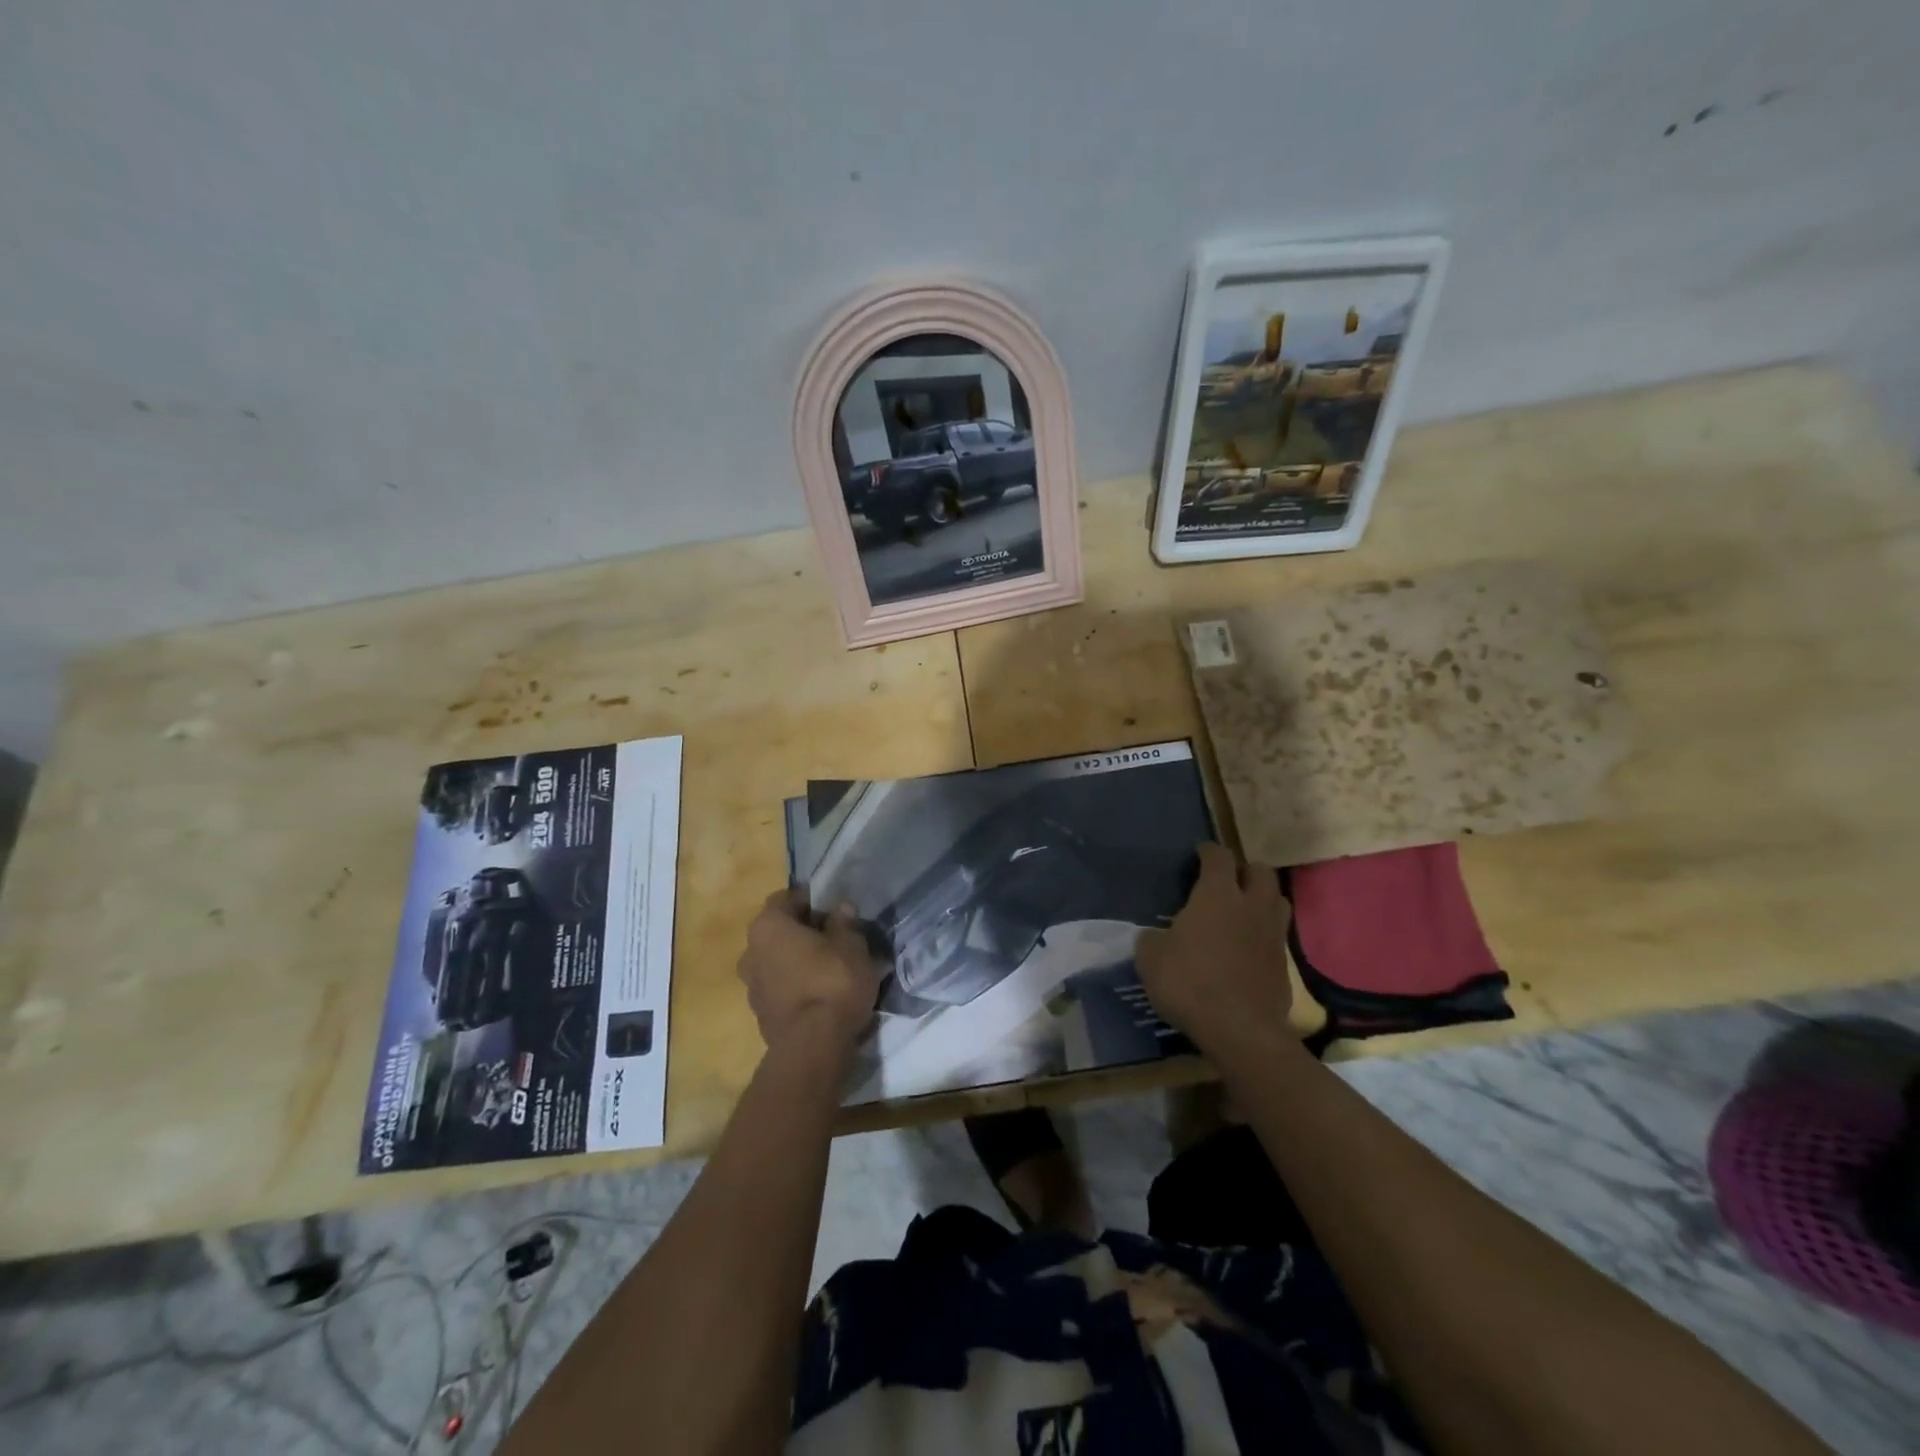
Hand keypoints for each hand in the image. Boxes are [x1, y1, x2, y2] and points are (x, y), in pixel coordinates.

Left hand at [738, 889, 881, 1055]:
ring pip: (777, 961)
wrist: (813, 1046)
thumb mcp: (852, 946)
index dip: (810, 900)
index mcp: (768, 926)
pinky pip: (780, 988)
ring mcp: (751, 986)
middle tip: (834, 937)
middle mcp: (750, 951)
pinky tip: (822, 993)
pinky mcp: (760, 1014)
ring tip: (831, 968)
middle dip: (803, 932)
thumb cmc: (832, 982)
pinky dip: (796, 985)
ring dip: (798, 960)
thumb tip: (841, 908)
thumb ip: (845, 923)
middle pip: (778, 932)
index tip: (832, 908)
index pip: (785, 899)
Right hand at [1136, 842, 1292, 1062]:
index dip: (1209, 852)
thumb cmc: (1189, 982)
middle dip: (1246, 870)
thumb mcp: (1151, 958)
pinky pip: (1277, 936)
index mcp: (1218, 894)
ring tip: (1244, 911)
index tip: (1200, 854)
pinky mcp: (1285, 965)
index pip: (1219, 857)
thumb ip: (1152, 939)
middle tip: (1228, 881)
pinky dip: (1264, 935)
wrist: (1240, 1030)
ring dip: (1263, 899)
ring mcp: (1273, 935)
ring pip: (1278, 901)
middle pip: (1262, 871)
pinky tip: (1248, 948)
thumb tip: (1156, 937)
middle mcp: (1251, 906)